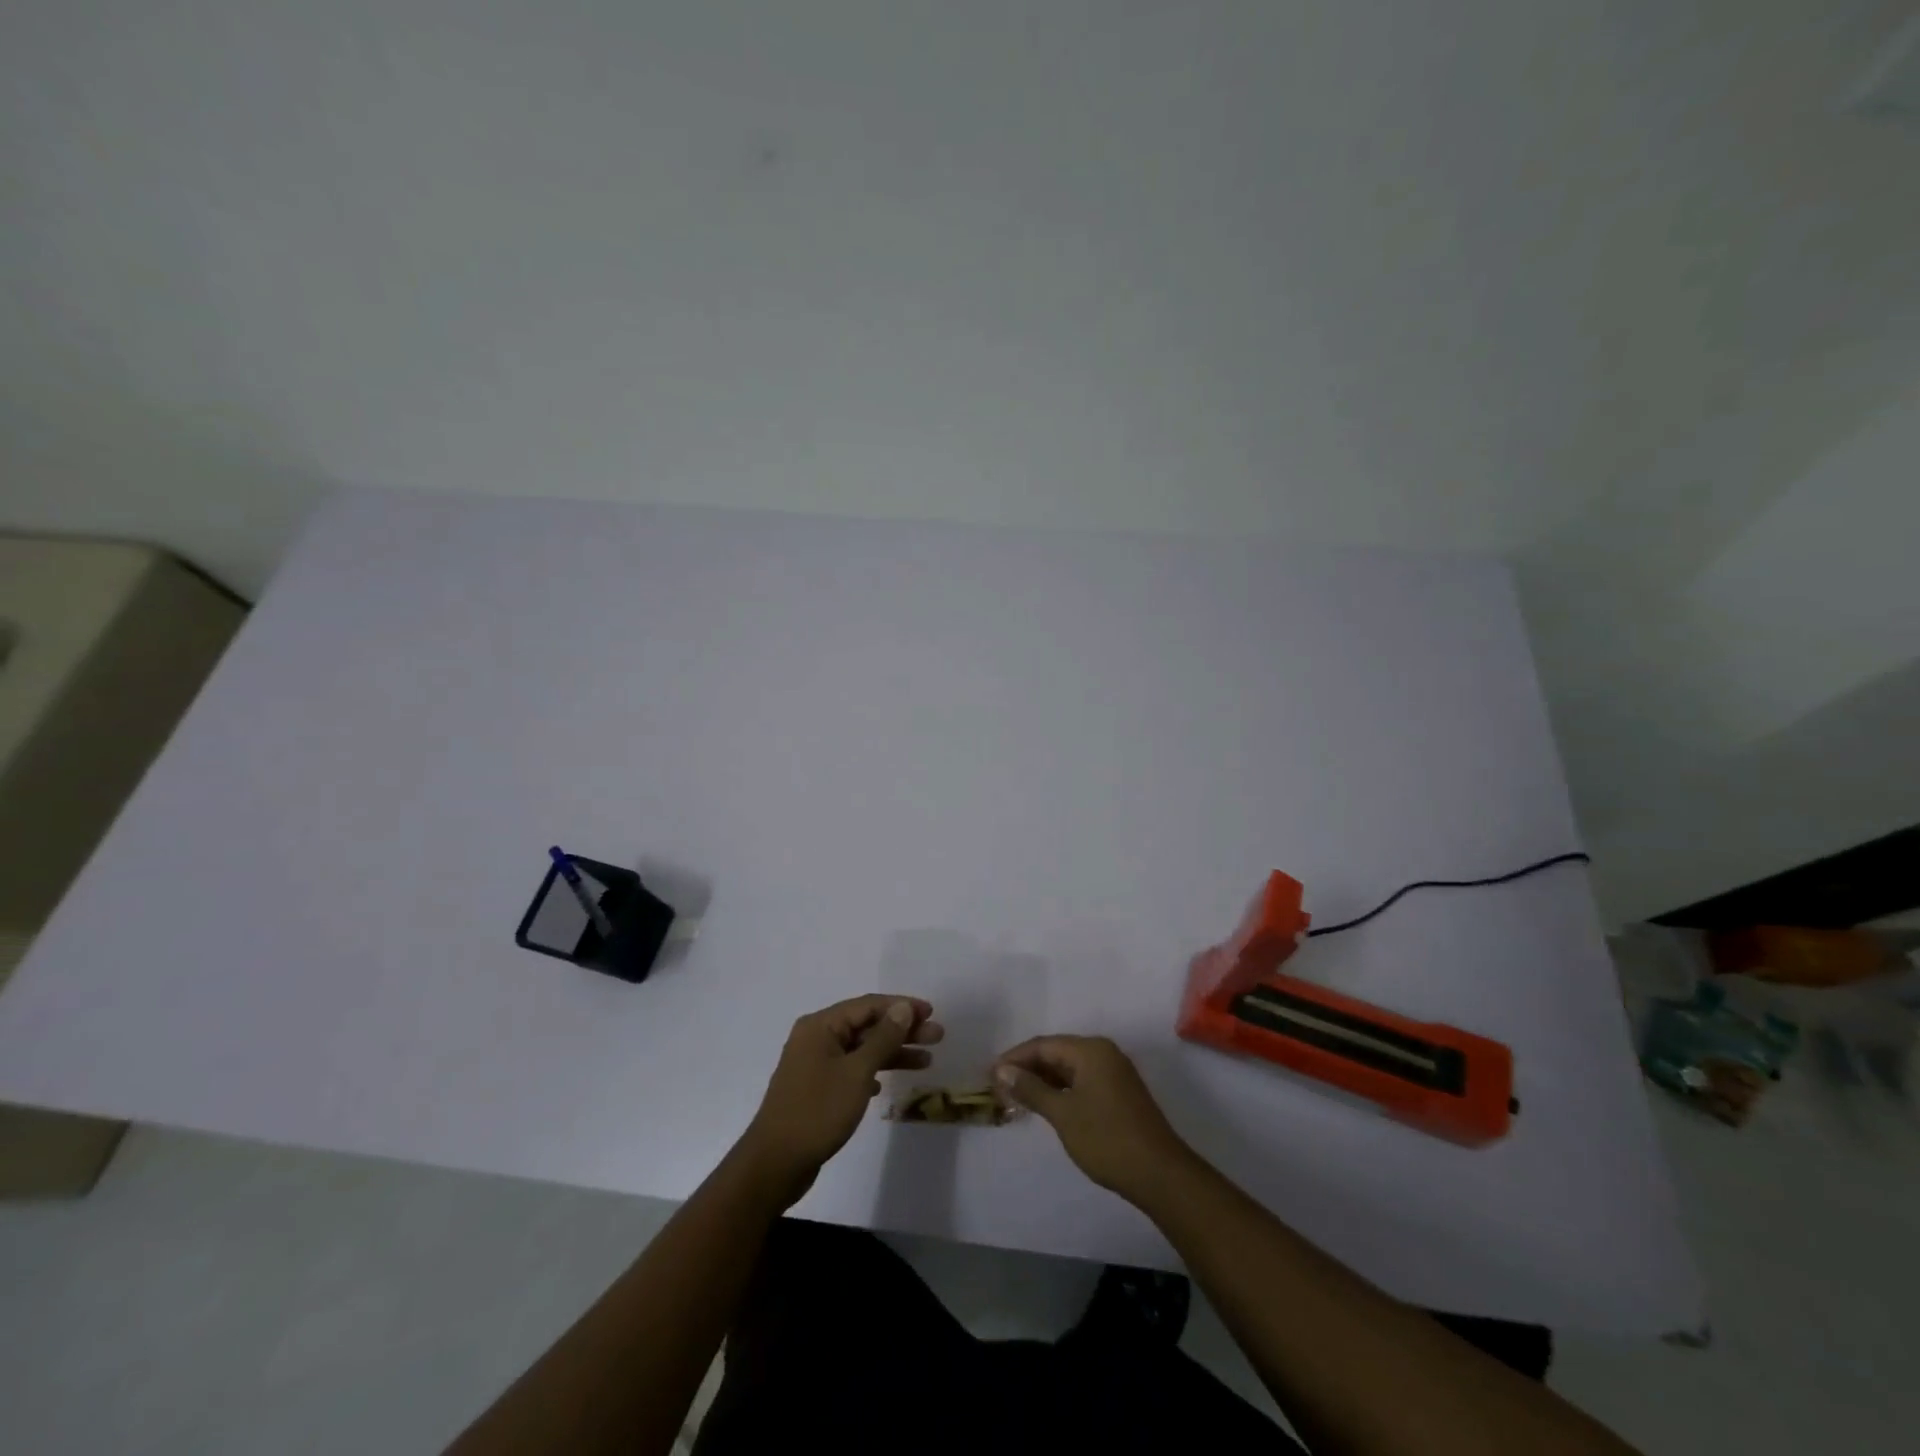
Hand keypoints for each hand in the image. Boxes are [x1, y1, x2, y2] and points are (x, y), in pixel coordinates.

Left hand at [739, 995, 942, 1205]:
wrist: (775, 1164)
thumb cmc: (818, 1111)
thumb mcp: (857, 1072)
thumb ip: (883, 1038)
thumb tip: (903, 1008)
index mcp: (821, 1025)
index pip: (868, 1005)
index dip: (902, 1007)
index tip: (931, 1013)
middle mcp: (816, 1038)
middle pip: (866, 1026)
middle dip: (902, 1030)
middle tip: (937, 1037)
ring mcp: (814, 1064)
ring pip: (861, 1049)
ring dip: (892, 1053)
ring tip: (926, 1061)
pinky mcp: (815, 1089)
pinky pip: (851, 1070)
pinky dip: (872, 1072)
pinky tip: (886, 1085)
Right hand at [994, 1035, 1191, 1198]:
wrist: (1159, 1174)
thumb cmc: (1106, 1139)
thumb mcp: (1063, 1114)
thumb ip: (1032, 1089)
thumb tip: (1003, 1070)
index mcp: (1090, 1050)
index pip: (1044, 1045)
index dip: (1015, 1058)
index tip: (990, 1075)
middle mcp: (1103, 1053)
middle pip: (1056, 1053)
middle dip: (1027, 1068)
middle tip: (999, 1087)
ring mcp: (1114, 1073)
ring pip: (1069, 1068)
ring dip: (1043, 1081)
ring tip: (1016, 1097)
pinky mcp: (1119, 1093)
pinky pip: (1081, 1081)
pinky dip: (1061, 1090)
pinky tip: (1045, 1105)